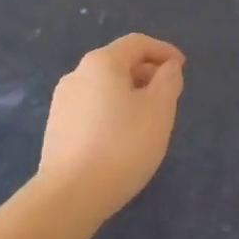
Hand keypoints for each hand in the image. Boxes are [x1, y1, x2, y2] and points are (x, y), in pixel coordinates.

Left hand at [38, 33, 184, 223]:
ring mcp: (62, 101)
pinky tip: (121, 137)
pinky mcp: (56, 127)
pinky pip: (91, 107)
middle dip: (147, 73)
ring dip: (129, 93)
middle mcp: (77, 74)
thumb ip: (168, 80)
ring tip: (147, 119)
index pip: (137, 43)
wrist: (70, 196)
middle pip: (119, 62)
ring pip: (104, 86)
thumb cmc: (122, 145)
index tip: (182, 68)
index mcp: (102, 62)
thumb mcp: (159, 109)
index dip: (164, 51)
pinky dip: (112, 111)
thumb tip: (167, 67)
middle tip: (168, 96)